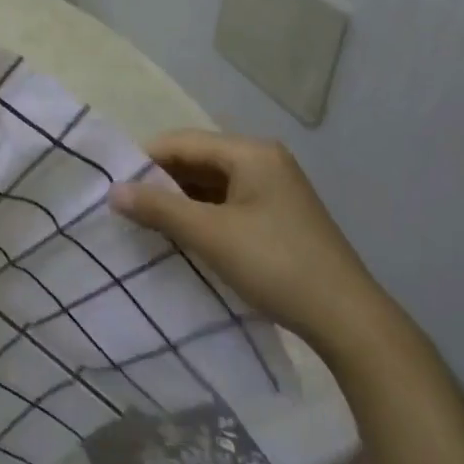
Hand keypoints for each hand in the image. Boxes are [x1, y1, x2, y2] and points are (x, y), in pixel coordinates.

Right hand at [109, 131, 393, 357]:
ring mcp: (275, 187)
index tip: (114, 185)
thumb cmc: (276, 266)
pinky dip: (203, 213)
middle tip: (127, 205)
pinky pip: (229, 200)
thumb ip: (159, 208)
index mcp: (250, 152)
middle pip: (198, 159)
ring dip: (181, 198)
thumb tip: (112, 190)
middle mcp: (263, 159)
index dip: (145, 160)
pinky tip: (184, 233)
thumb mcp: (211, 235)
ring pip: (212, 182)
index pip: (182, 142)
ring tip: (147, 220)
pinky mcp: (280, 214)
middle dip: (162, 180)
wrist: (350, 322)